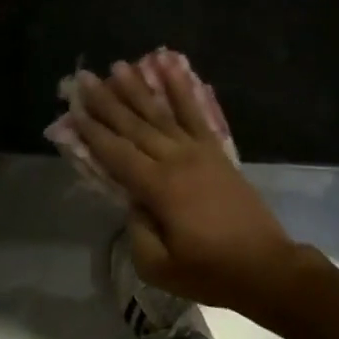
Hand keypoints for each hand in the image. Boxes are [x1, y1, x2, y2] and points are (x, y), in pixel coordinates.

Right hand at [70, 56, 303, 315]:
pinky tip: (172, 68)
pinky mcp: (217, 150)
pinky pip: (195, 113)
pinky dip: (182, 89)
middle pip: (135, 126)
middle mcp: (176, 160)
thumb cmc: (209, 272)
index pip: (117, 153)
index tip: (74, 109)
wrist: (265, 266)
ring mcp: (200, 151)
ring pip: (162, 113)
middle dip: (107, 101)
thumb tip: (131, 201)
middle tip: (85, 78)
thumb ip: (136, 230)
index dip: (93, 131)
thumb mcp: (158, 266)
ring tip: (119, 67)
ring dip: (139, 89)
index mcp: (159, 188)